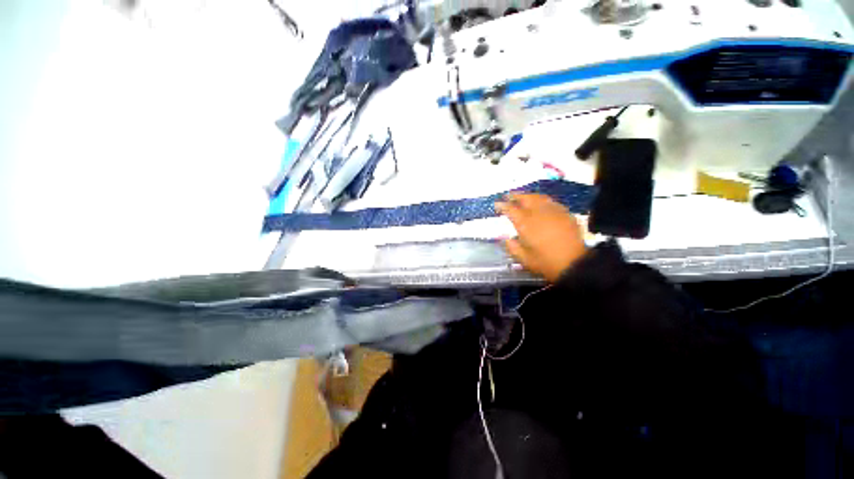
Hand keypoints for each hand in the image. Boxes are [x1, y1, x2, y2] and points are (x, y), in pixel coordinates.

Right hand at [495, 194, 586, 282]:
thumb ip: (512, 247)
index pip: (511, 209)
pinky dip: (542, 201)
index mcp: (525, 224)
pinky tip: (541, 204)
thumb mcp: (523, 259)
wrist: (575, 264)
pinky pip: (551, 202)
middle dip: (515, 196)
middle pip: (525, 198)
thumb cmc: (546, 262)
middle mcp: (538, 213)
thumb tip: (507, 239)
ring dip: (529, 196)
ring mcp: (553, 211)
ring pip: (539, 197)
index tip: (496, 204)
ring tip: (523, 197)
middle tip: (508, 196)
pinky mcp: (565, 214)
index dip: (502, 205)